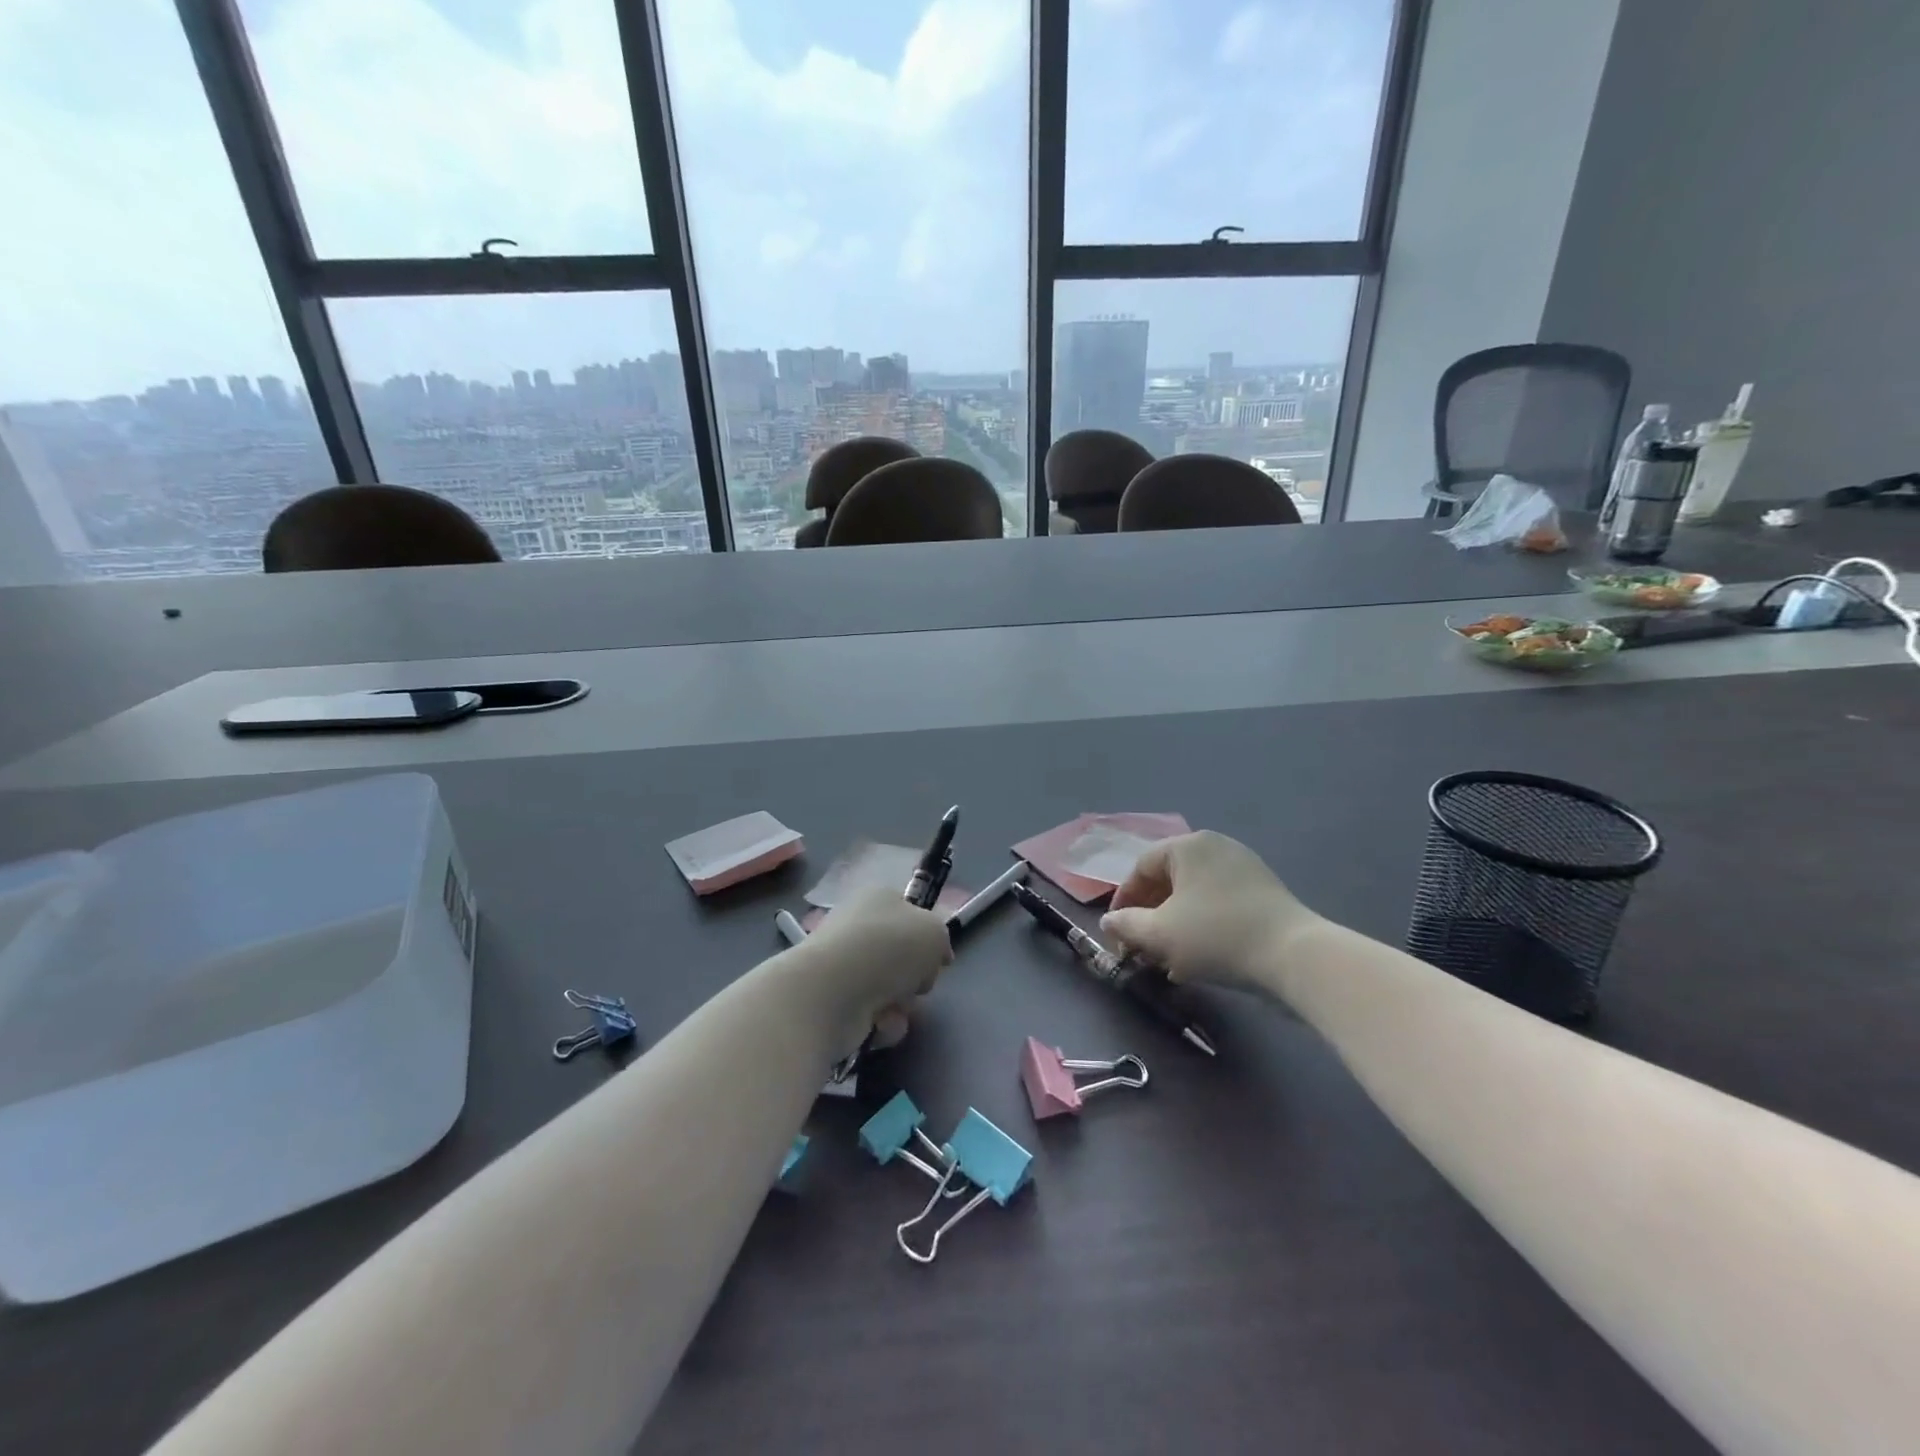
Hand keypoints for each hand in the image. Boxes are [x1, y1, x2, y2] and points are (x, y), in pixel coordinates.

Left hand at [798, 885, 952, 1044]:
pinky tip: (877, 1024)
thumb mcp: (934, 932)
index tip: (939, 958)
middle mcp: (857, 929)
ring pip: (891, 991)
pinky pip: (875, 1017)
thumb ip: (941, 940)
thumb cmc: (888, 947)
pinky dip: (883, 1024)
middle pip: (901, 958)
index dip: (927, 937)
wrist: (834, 990)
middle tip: (918, 985)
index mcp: (877, 899)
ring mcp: (843, 968)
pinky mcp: (834, 1004)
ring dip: (902, 1005)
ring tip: (894, 1008)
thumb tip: (935, 956)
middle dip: (915, 978)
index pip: (909, 914)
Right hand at [1100, 831, 1314, 993]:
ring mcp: (1244, 866)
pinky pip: (1218, 902)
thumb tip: (1109, 922)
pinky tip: (1201, 955)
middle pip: (1168, 879)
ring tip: (1169, 957)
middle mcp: (1215, 846)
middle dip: (1150, 915)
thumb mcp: (1159, 934)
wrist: (1294, 956)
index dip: (1123, 901)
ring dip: (1174, 923)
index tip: (1117, 933)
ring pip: (1193, 894)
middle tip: (1141, 947)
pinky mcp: (1264, 890)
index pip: (1141, 868)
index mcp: (1187, 846)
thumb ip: (1126, 925)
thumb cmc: (1216, 936)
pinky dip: (1201, 924)